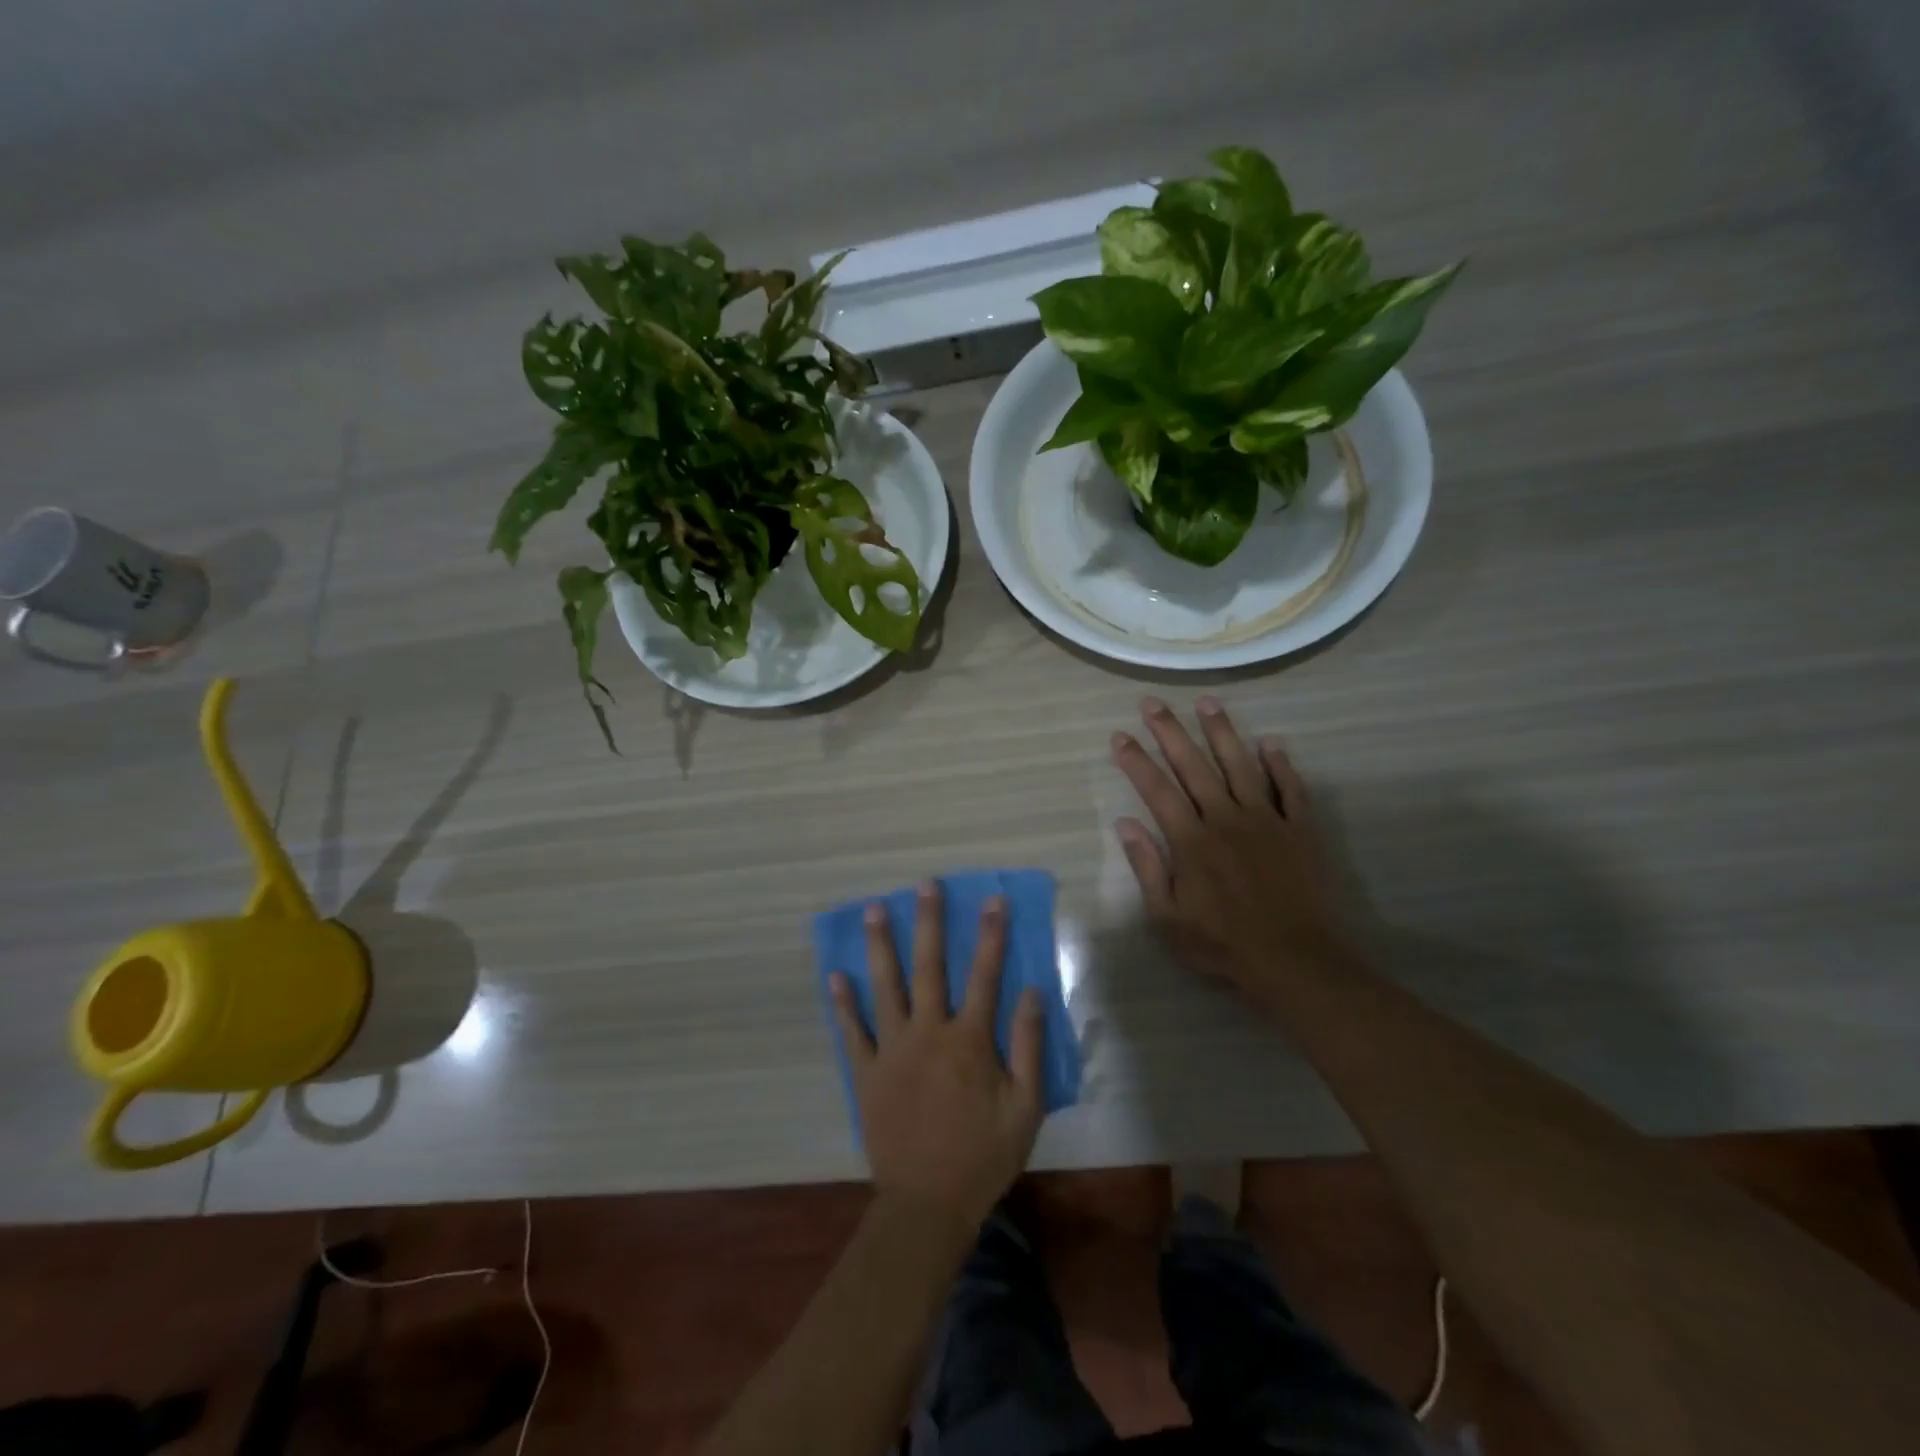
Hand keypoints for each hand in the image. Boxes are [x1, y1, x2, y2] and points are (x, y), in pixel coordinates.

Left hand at [829, 882, 1045, 1232]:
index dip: (991, 935)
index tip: (992, 899)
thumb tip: (1032, 992)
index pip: (984, 975)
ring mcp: (892, 1051)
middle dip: (928, 922)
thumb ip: (1028, 1047)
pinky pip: (852, 1032)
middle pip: (929, 967)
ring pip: (885, 987)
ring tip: (873, 910)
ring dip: (880, 946)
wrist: (928, 1205)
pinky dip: (843, 1004)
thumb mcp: (1024, 1108)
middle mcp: (928, 1033)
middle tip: (925, 885)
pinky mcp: (866, 1073)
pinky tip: (835, 975)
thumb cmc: (983, 1156)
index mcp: (969, 1041)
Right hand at [1112, 697, 1349, 1004]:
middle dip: (1169, 732)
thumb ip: (1147, 867)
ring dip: (1222, 732)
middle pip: (1193, 766)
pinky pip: (1291, 790)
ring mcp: (1266, 821)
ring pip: (1241, 766)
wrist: (1293, 960)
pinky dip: (1281, 765)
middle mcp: (1226, 819)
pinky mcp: (1299, 830)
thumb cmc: (1222, 944)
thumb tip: (1125, 824)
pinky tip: (1271, 743)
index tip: (1119, 736)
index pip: (1157, 790)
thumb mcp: (1167, 917)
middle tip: (1152, 703)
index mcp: (1191, 841)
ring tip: (1207, 703)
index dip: (1135, 761)